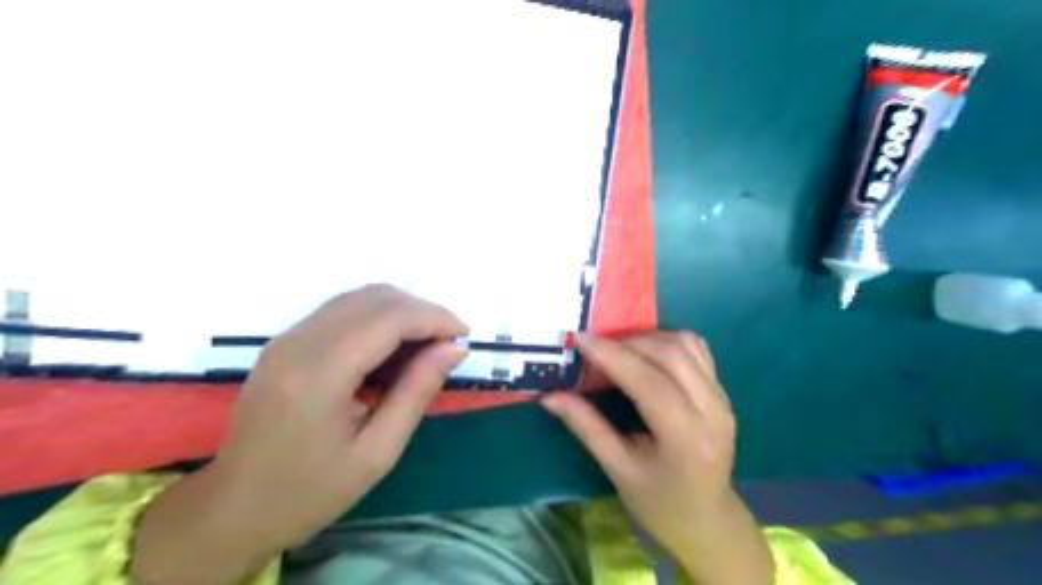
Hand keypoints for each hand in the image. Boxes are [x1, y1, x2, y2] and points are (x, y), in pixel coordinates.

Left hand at [133, 285, 468, 582]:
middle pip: (375, 298)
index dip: (434, 318)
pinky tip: (392, 348)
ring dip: (401, 312)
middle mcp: (299, 342)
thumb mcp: (377, 452)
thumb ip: (417, 392)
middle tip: (448, 344)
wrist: (233, 508)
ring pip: (359, 297)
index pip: (389, 318)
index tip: (464, 336)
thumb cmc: (310, 491)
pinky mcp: (286, 342)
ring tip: (425, 346)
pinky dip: (378, 318)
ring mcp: (287, 338)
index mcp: (319, 374)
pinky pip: (342, 311)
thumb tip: (454, 348)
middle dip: (422, 311)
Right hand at [543, 334, 766, 583]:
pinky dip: (666, 342)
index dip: (612, 355)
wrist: (707, 520)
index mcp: (686, 438)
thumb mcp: (618, 470)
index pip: (648, 381)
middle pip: (670, 354)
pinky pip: (696, 349)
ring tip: (618, 351)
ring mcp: (722, 397)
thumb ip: (586, 427)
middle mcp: (712, 410)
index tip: (580, 339)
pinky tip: (645, 355)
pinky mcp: (722, 391)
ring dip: (647, 338)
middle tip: (593, 348)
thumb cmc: (659, 503)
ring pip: (685, 344)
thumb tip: (549, 397)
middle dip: (626, 342)